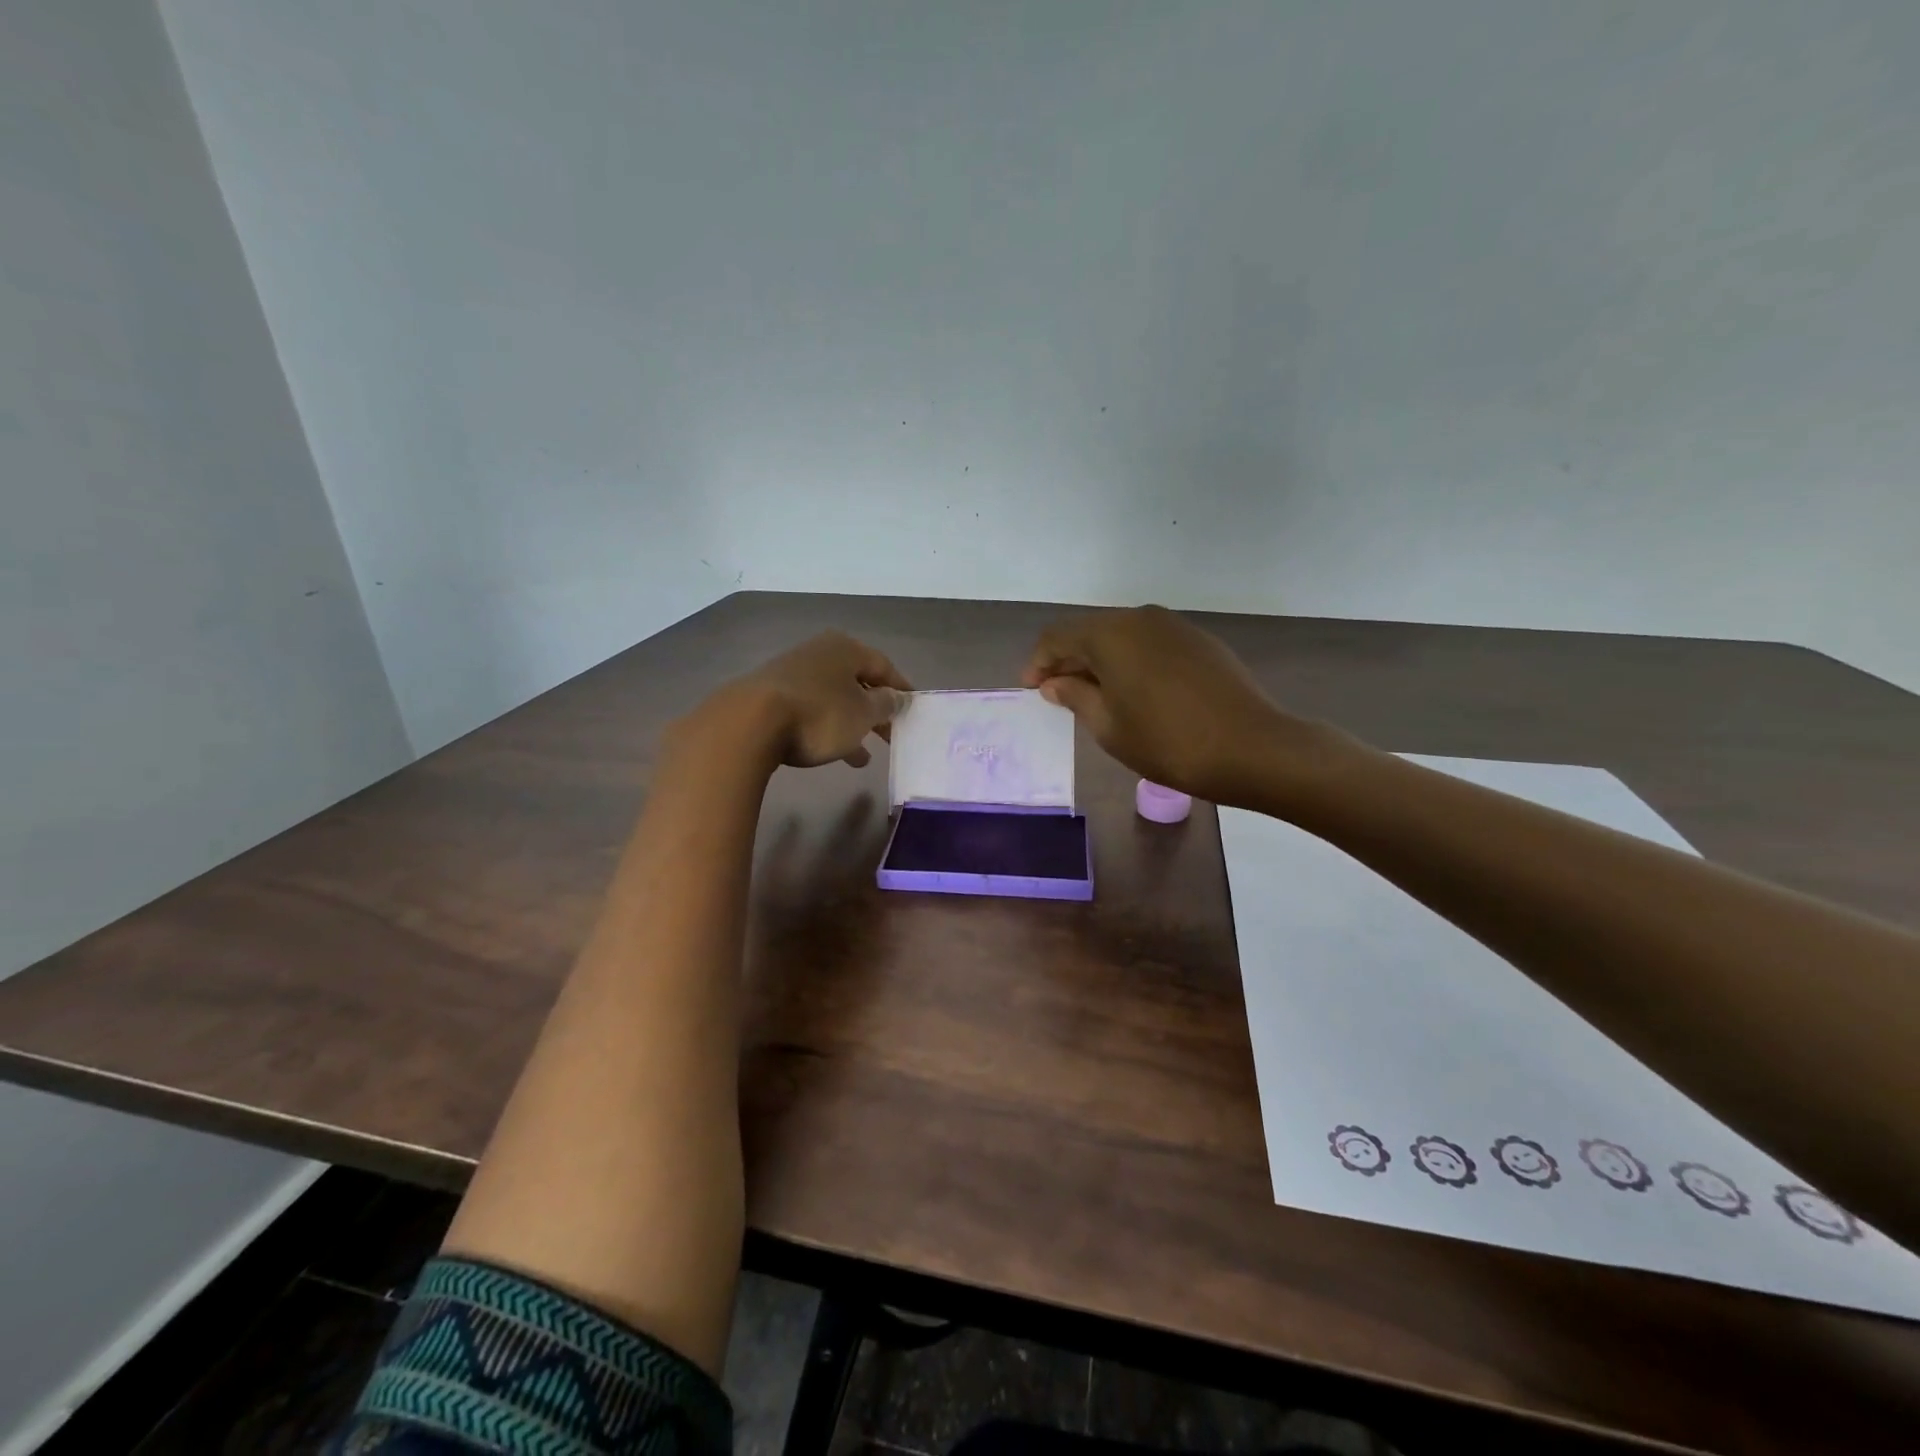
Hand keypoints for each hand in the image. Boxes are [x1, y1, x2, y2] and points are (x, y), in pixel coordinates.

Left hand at [687, 631, 911, 770]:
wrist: (748, 724)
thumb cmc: (819, 714)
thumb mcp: (863, 713)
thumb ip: (886, 704)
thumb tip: (897, 697)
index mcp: (845, 648)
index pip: (884, 666)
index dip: (901, 689)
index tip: (913, 710)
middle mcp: (819, 653)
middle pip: (857, 682)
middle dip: (875, 710)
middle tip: (892, 735)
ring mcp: (792, 674)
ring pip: (834, 699)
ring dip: (851, 725)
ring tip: (865, 756)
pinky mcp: (772, 697)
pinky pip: (811, 712)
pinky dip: (827, 729)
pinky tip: (834, 754)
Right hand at [1022, 605, 1317, 804]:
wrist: (1252, 748)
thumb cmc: (1167, 742)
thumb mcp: (1108, 726)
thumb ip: (1075, 697)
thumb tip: (1056, 682)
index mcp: (1110, 634)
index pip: (1057, 637)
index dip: (1039, 662)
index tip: (1033, 691)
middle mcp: (1140, 618)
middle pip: (1090, 631)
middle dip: (1069, 661)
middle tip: (1060, 696)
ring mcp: (1174, 627)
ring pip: (1122, 637)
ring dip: (1101, 662)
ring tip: (1097, 698)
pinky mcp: (1199, 641)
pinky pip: (1150, 644)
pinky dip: (1131, 662)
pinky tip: (1136, 693)